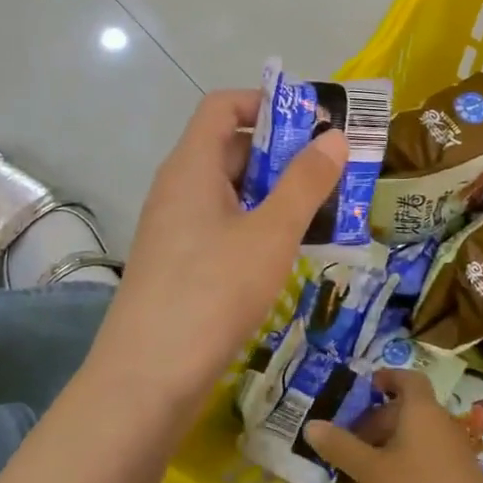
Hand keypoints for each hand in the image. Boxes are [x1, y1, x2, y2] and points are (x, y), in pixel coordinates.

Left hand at [93, 89, 345, 411]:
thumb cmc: (213, 292)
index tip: (314, 123)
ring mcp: (176, 227)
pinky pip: (224, 224)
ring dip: (276, 192)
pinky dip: (258, 224)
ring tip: (323, 212)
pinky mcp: (180, 262)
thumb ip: (306, 182)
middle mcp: (179, 187)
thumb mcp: (271, 233)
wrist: (146, 380)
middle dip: (283, 153)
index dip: (267, 102)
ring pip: (231, 190)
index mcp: (192, 166)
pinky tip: (289, 251)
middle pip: (231, 146)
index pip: (223, 105)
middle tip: (332, 173)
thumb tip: (336, 137)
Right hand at [305, 369, 482, 482]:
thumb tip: (311, 425)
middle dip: (380, 418)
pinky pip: (428, 451)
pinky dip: (408, 458)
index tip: (368, 386)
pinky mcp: (460, 470)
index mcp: (419, 408)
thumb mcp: (374, 471)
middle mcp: (439, 418)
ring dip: (393, 441)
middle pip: (407, 407)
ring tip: (367, 465)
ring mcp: (453, 444)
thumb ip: (342, 448)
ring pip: (417, 431)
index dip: (387, 378)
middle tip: (353, 439)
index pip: (406, 378)